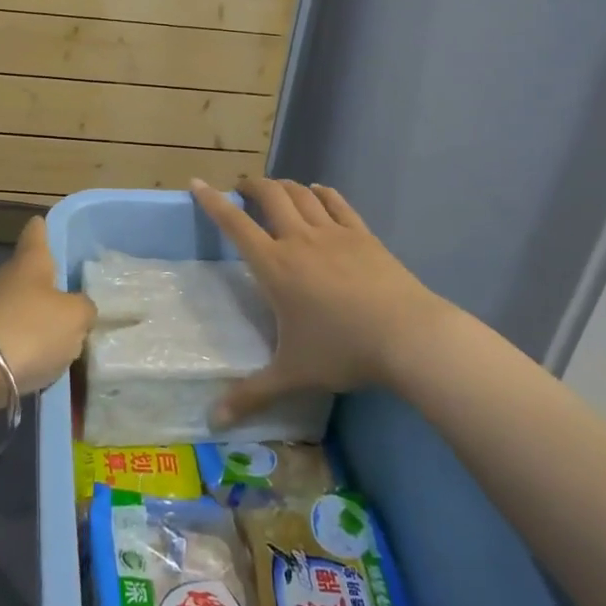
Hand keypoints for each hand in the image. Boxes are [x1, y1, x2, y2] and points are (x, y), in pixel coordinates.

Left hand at [0, 216, 96, 393]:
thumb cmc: (30, 329)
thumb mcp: (75, 317)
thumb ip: (84, 308)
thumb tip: (80, 309)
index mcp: (30, 261)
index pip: (36, 232)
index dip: (44, 227)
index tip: (47, 224)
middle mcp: (7, 279)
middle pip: (29, 272)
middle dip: (48, 282)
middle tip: (73, 292)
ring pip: (20, 306)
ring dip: (37, 317)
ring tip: (64, 333)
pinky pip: (11, 337)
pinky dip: (25, 346)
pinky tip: (43, 360)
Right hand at [189, 177, 450, 425]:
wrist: (408, 335)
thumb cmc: (342, 350)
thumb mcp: (291, 374)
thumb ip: (250, 394)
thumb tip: (212, 422)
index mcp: (275, 266)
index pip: (235, 225)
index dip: (213, 202)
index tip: (197, 183)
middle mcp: (299, 240)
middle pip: (270, 196)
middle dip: (252, 186)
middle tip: (242, 188)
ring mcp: (334, 233)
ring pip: (302, 195)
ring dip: (284, 186)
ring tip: (275, 189)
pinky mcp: (363, 235)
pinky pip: (337, 203)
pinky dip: (322, 193)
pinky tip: (318, 191)